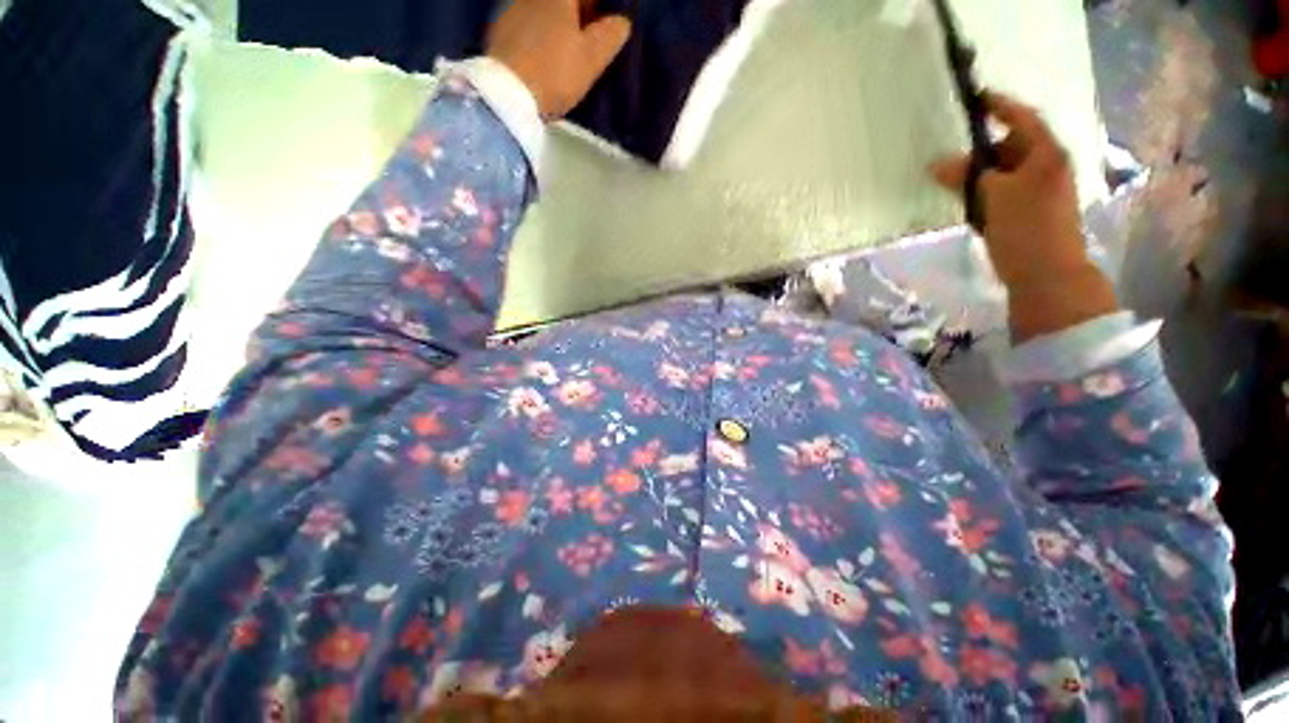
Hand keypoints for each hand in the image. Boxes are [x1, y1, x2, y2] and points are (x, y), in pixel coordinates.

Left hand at [487, 0, 631, 119]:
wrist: (507, 95)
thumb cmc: (555, 71)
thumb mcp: (592, 58)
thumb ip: (610, 36)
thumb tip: (621, 22)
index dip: (599, 10)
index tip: (606, 28)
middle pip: (563, 2)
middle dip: (579, 16)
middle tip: (589, 41)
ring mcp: (510, 9)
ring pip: (543, 11)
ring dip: (557, 26)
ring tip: (567, 54)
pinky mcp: (498, 31)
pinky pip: (526, 26)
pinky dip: (539, 36)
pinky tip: (544, 59)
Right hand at [930, 92, 1117, 341]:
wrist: (1047, 275)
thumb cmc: (1026, 229)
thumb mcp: (993, 197)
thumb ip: (967, 176)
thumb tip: (937, 164)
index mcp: (1045, 155)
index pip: (1022, 119)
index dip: (999, 106)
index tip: (975, 99)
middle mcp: (1046, 167)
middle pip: (1011, 146)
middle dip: (982, 149)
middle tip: (950, 158)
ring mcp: (1039, 191)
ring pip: (1004, 172)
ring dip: (980, 174)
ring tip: (952, 183)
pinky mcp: (1028, 212)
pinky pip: (1002, 192)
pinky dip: (985, 193)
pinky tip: (968, 204)